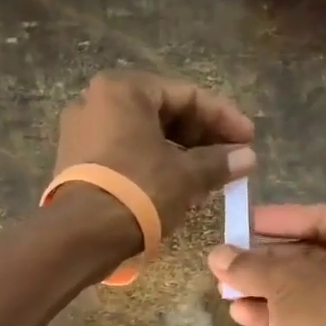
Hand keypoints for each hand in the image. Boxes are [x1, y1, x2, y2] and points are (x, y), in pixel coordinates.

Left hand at [50, 71, 255, 235]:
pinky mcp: (76, 161)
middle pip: (163, 112)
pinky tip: (179, 185)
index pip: (187, 95)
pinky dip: (154, 163)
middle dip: (202, 137)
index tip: (249, 139)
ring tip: (210, 176)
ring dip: (181, 153)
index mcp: (123, 89)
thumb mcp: (186, 174)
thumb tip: (248, 157)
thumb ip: (219, 161)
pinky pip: (125, 152)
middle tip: (230, 159)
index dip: (224, 118)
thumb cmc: (138, 191)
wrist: (81, 235)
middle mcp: (96, 100)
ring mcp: (81, 131)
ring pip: (144, 135)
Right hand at [207, 204, 325, 325]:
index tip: (245, 222)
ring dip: (263, 288)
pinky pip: (306, 315)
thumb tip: (216, 254)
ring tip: (224, 287)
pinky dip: (275, 312)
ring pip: (304, 288)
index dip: (280, 219)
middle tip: (227, 259)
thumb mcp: (283, 280)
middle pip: (309, 254)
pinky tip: (239, 312)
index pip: (319, 218)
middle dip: (264, 259)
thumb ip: (248, 265)